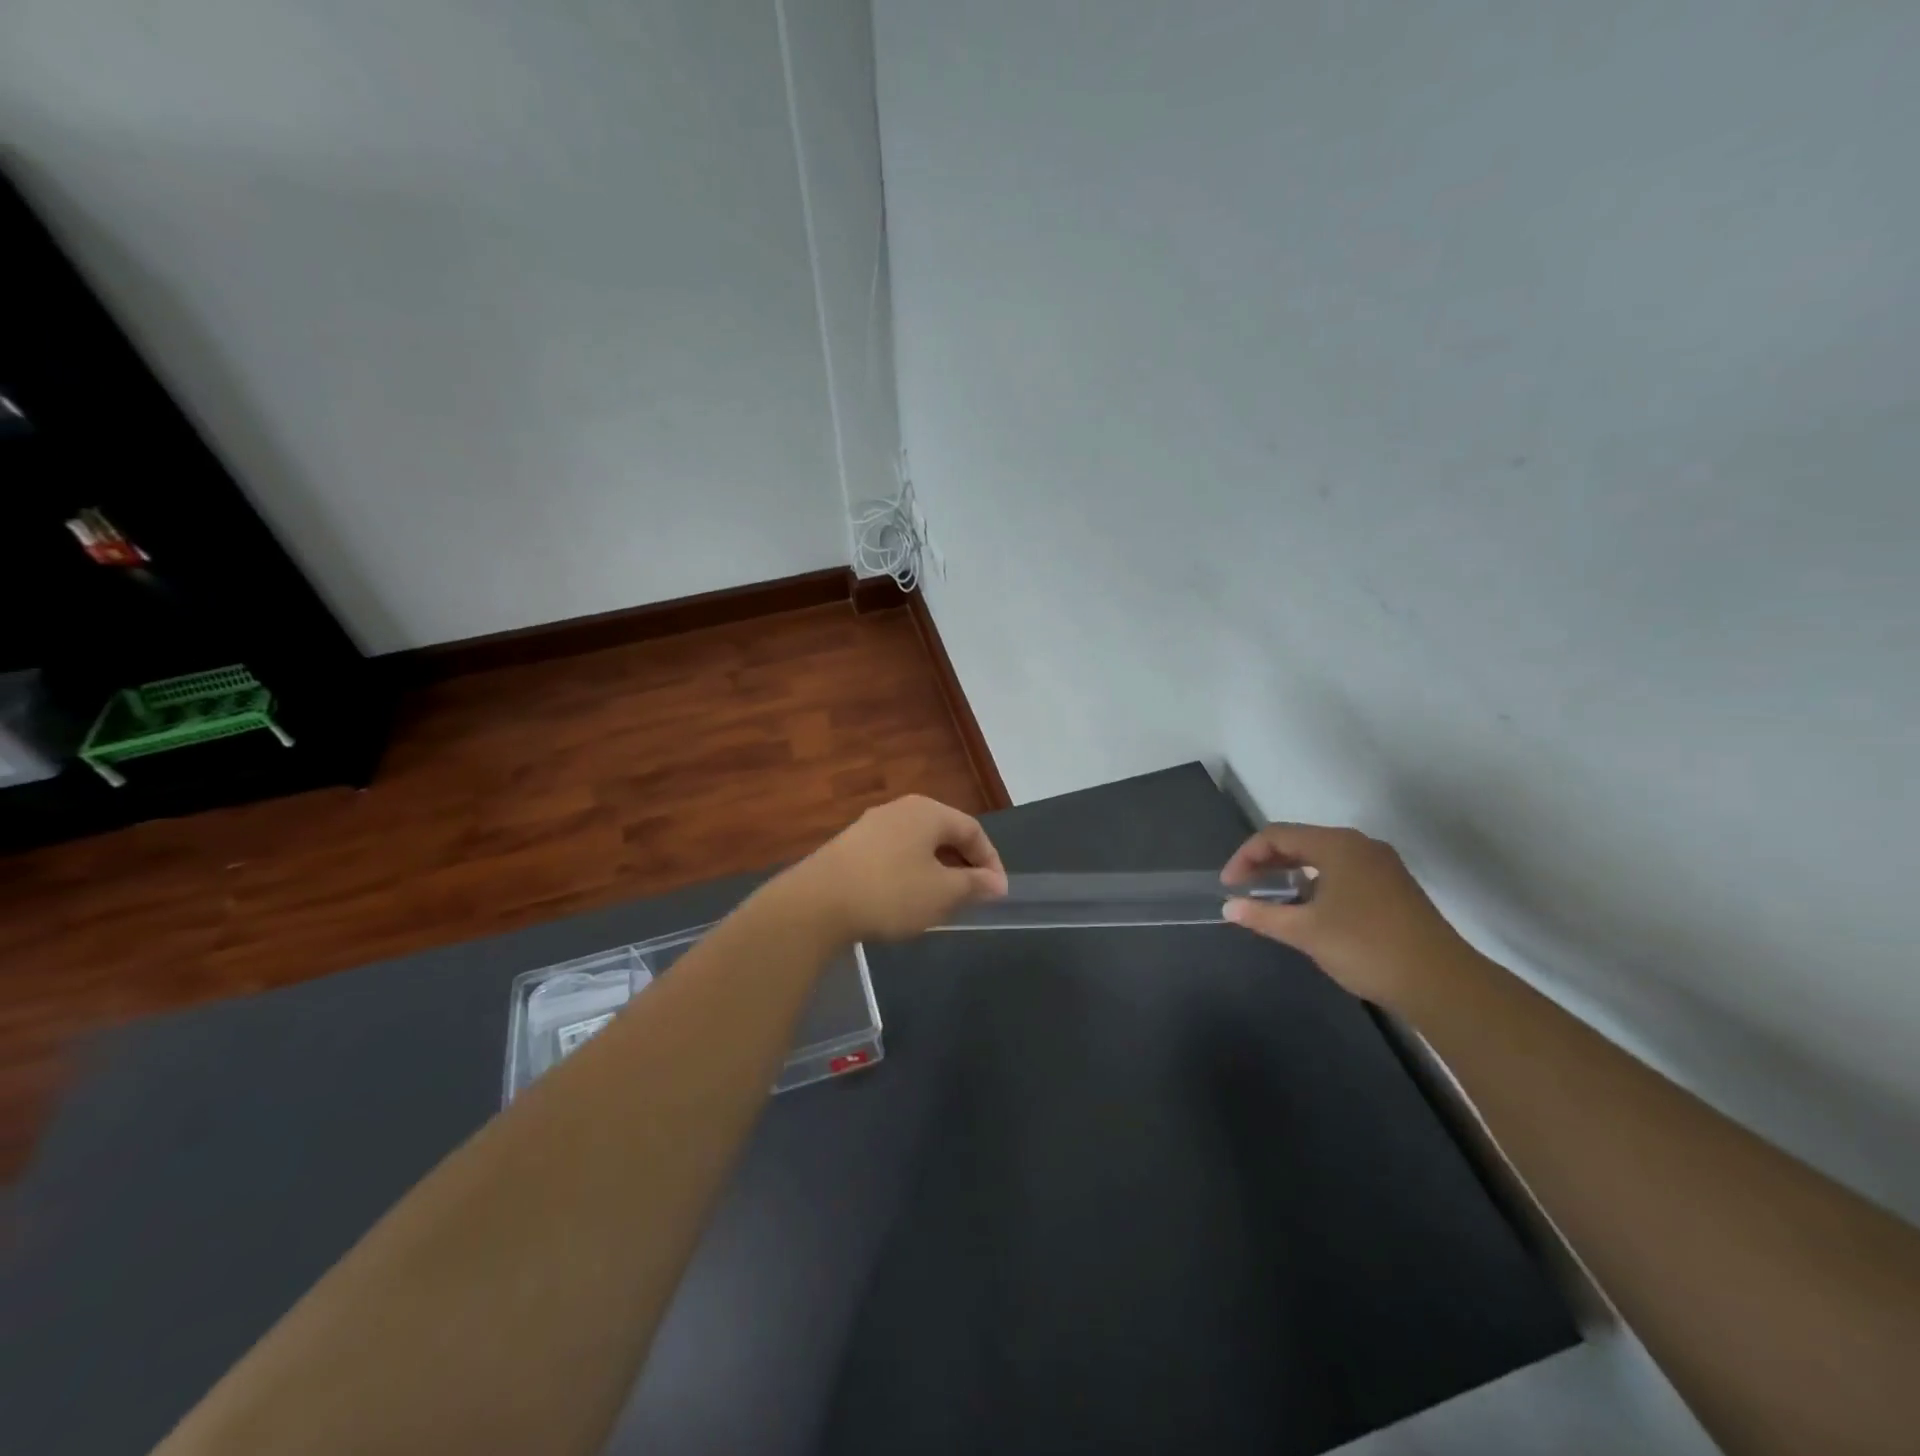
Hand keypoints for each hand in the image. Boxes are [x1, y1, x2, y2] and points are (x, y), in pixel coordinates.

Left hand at [781, 795, 1007, 942]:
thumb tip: (996, 882)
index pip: (972, 830)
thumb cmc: (890, 893)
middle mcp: (901, 809)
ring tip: (940, 902)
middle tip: (972, 897)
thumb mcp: (942, 894)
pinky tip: (903, 900)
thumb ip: (974, 885)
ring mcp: (871, 825)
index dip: (991, 861)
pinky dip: (909, 873)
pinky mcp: (849, 846)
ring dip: (936, 870)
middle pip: (944, 833)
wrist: (816, 904)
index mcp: (928, 812)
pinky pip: (893, 854)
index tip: (997, 893)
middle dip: (963, 865)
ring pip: (917, 845)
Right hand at [1220, 823, 1474, 1008]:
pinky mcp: (1394, 888)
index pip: (1277, 836)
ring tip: (1272, 899)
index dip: (1246, 856)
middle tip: (1244, 888)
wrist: (1442, 983)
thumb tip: (1230, 908)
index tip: (1229, 886)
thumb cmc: (1366, 946)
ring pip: (1324, 858)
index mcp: (1337, 845)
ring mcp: (1382, 866)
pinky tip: (1310, 910)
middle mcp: (1360, 846)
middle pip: (1301, 842)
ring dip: (1292, 873)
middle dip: (1267, 863)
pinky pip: (1343, 873)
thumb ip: (1263, 916)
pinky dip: (1317, 883)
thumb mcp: (1306, 932)